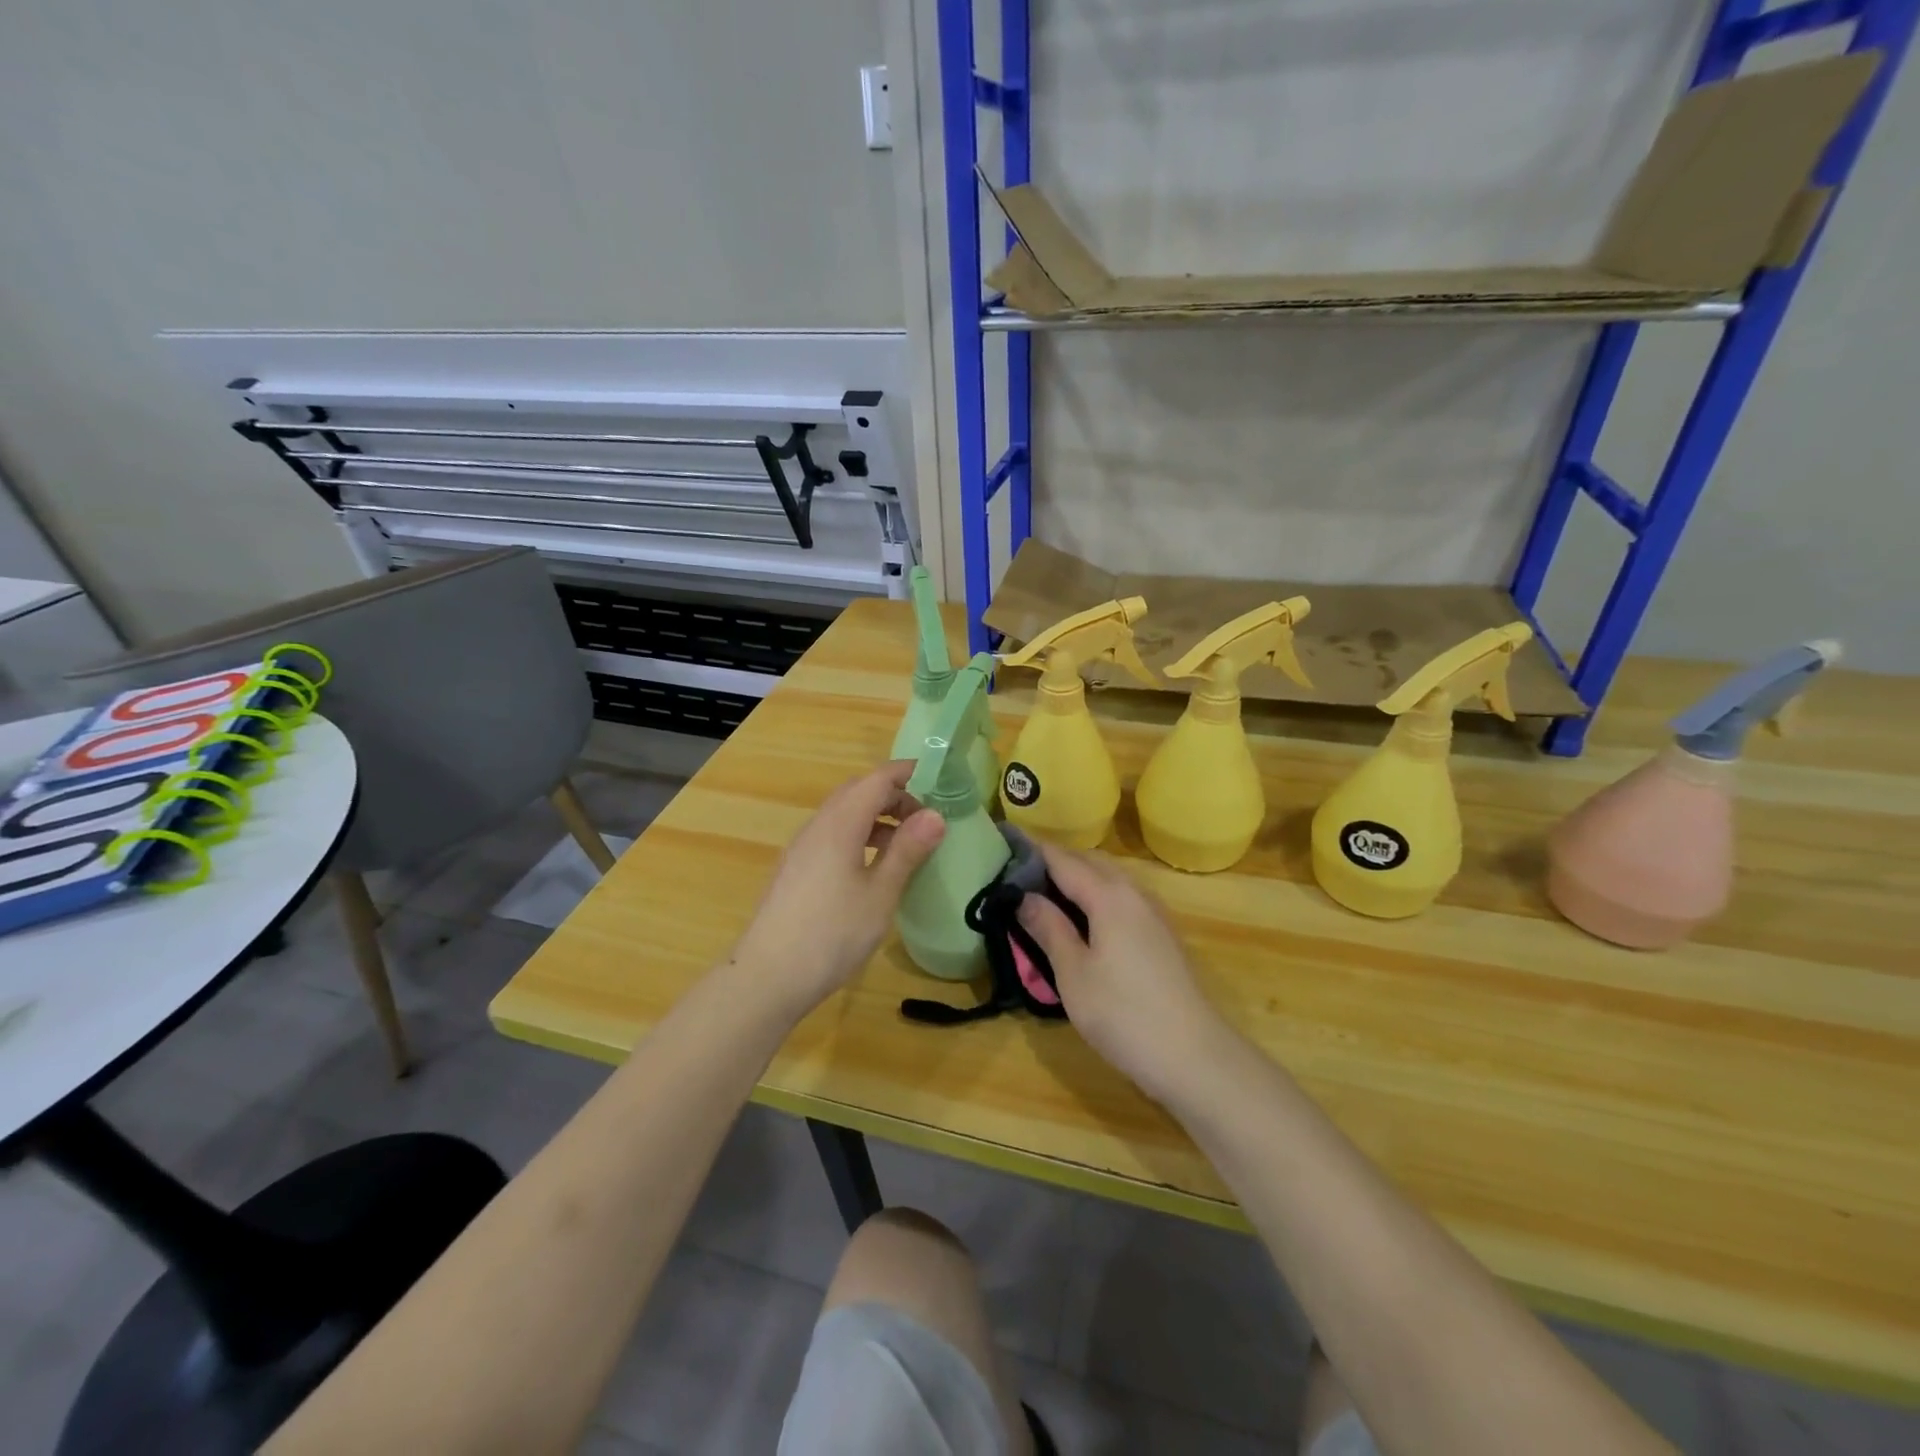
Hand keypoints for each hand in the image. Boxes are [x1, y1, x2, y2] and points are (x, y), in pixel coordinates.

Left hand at [730, 760, 944, 1020]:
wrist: (768, 977)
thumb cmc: (831, 934)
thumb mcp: (880, 894)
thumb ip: (907, 851)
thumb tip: (936, 815)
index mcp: (840, 824)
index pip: (876, 780)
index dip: (908, 773)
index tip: (939, 779)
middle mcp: (817, 826)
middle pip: (857, 792)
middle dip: (893, 794)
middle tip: (926, 816)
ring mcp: (802, 848)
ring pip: (843, 814)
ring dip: (876, 816)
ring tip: (906, 842)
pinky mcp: (796, 869)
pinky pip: (832, 835)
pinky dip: (859, 835)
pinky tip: (873, 866)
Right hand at [1016, 843, 1229, 1103]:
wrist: (1194, 1056)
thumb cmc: (1123, 1014)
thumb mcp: (1073, 973)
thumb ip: (1048, 928)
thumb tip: (1024, 896)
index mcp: (1109, 895)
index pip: (1063, 859)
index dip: (1033, 850)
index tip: (1004, 844)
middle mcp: (1134, 893)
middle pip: (1089, 862)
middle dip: (1055, 861)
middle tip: (1018, 876)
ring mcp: (1153, 912)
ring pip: (1109, 878)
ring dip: (1078, 877)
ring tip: (1045, 896)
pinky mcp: (1162, 933)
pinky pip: (1122, 897)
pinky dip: (1097, 895)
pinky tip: (1083, 920)